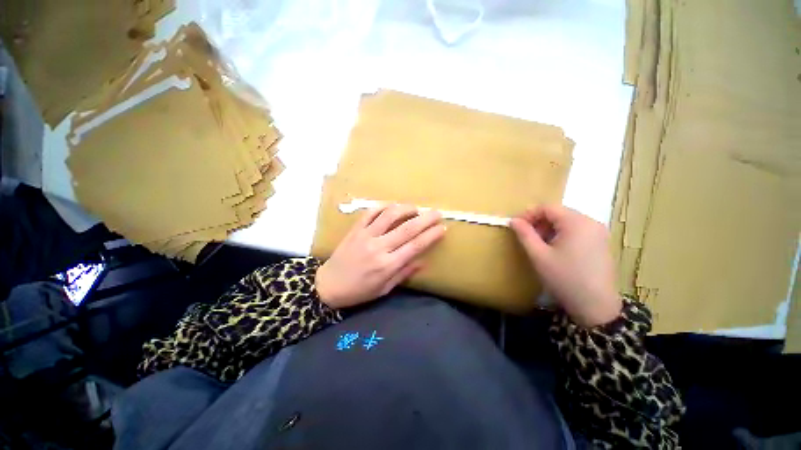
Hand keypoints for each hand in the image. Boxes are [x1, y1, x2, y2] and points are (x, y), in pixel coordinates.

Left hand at [315, 204, 445, 308]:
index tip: (442, 228)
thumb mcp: (384, 289)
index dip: (431, 236)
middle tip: (437, 212)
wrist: (328, 285)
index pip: (415, 246)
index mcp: (387, 265)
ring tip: (416, 208)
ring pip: (389, 215)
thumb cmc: (359, 291)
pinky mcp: (355, 229)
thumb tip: (423, 262)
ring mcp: (365, 235)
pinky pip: (370, 213)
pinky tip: (392, 207)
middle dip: (425, 218)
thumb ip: (404, 273)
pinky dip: (383, 207)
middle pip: (407, 228)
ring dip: (406, 208)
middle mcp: (378, 247)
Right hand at [510, 205, 621, 326]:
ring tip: (540, 246)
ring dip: (549, 229)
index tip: (517, 226)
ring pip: (567, 222)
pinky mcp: (601, 243)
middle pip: (559, 213)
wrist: (596, 306)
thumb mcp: (539, 255)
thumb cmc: (564, 278)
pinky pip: (577, 231)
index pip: (548, 207)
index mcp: (577, 222)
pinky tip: (556, 250)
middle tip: (528, 238)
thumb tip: (513, 220)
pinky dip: (562, 235)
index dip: (529, 214)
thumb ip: (525, 234)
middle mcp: (591, 222)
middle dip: (539, 222)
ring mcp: (599, 233)